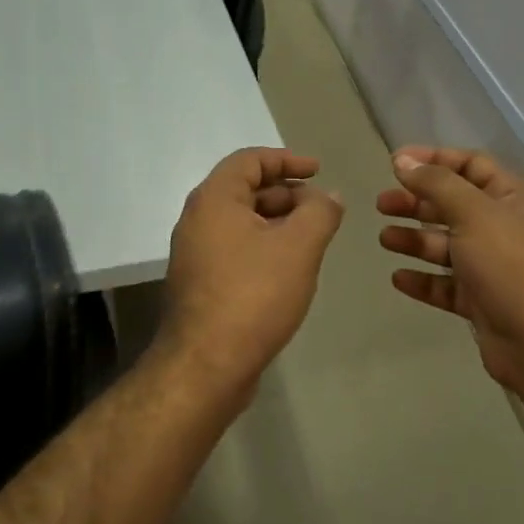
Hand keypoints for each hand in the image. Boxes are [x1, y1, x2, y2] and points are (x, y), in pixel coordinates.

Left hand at [159, 148, 344, 397]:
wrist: (206, 364)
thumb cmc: (254, 294)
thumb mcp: (298, 246)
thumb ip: (320, 212)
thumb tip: (328, 196)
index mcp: (214, 199)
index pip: (249, 160)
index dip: (287, 159)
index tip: (319, 171)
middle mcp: (197, 220)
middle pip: (244, 190)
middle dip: (287, 194)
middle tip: (321, 211)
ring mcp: (195, 254)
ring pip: (241, 223)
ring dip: (277, 223)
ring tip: (312, 241)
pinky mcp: (201, 284)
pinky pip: (235, 250)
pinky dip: (263, 248)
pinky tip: (289, 270)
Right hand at [378, 146, 523, 399]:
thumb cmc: (511, 265)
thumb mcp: (474, 213)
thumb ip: (436, 183)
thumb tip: (403, 160)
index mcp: (511, 199)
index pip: (471, 166)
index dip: (434, 159)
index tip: (395, 163)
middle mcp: (502, 229)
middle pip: (453, 206)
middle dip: (416, 202)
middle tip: (382, 204)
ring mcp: (492, 268)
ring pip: (446, 247)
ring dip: (414, 240)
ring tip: (385, 240)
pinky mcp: (481, 302)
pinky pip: (445, 285)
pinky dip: (423, 280)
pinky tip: (399, 278)